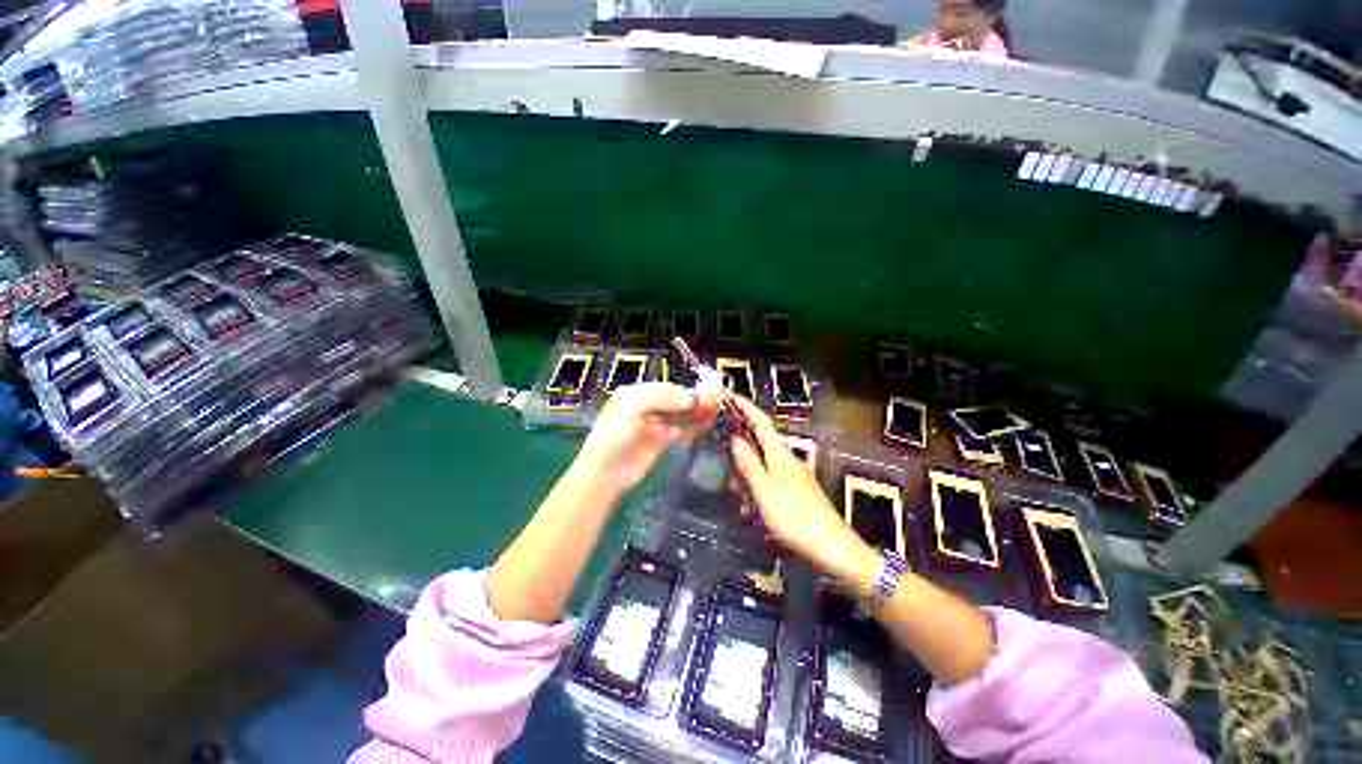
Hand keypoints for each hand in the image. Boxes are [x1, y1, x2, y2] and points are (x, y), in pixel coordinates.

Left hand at [574, 382, 719, 491]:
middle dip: (696, 400)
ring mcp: (654, 423)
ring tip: (719, 410)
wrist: (605, 471)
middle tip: (719, 401)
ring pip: (680, 414)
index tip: (708, 393)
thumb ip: (664, 399)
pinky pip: (681, 429)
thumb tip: (693, 399)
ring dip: (698, 412)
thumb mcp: (634, 408)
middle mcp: (647, 405)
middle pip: (676, 400)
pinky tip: (709, 423)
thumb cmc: (615, 434)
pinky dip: (695, 426)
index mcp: (636, 393)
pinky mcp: (660, 440)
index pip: (667, 388)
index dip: (687, 390)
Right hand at [727, 397, 867, 576]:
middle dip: (741, 453)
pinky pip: (770, 481)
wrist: (836, 551)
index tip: (728, 395)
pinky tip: (754, 514)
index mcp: (781, 456)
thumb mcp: (767, 495)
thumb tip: (736, 439)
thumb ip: (750, 466)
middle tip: (727, 471)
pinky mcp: (797, 489)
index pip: (761, 423)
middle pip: (760, 443)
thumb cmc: (798, 523)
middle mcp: (788, 460)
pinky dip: (758, 491)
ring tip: (743, 507)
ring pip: (763, 466)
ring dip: (749, 480)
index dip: (745, 407)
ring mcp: (794, 475)